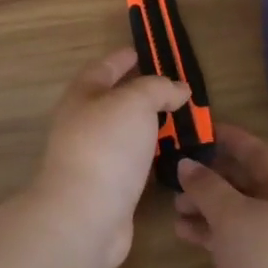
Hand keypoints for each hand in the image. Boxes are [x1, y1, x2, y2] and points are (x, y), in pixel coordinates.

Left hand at [36, 48, 189, 267]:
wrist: (85, 215)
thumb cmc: (107, 146)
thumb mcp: (135, 102)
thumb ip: (158, 88)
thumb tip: (178, 89)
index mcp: (83, 97)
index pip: (104, 68)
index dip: (124, 58)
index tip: (145, 52)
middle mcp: (84, 125)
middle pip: (115, 102)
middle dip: (143, 94)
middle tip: (177, 90)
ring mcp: (95, 159)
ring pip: (128, 135)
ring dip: (152, 128)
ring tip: (183, 122)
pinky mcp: (110, 189)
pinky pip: (136, 164)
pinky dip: (154, 157)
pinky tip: (175, 158)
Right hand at [174, 123, 267, 267]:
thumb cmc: (265, 260)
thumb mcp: (232, 215)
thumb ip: (207, 186)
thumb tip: (186, 164)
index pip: (260, 153)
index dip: (231, 140)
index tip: (202, 129)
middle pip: (245, 183)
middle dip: (211, 177)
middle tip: (178, 171)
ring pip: (235, 211)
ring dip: (206, 206)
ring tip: (174, 204)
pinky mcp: (259, 267)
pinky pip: (231, 237)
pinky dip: (209, 231)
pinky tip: (182, 230)